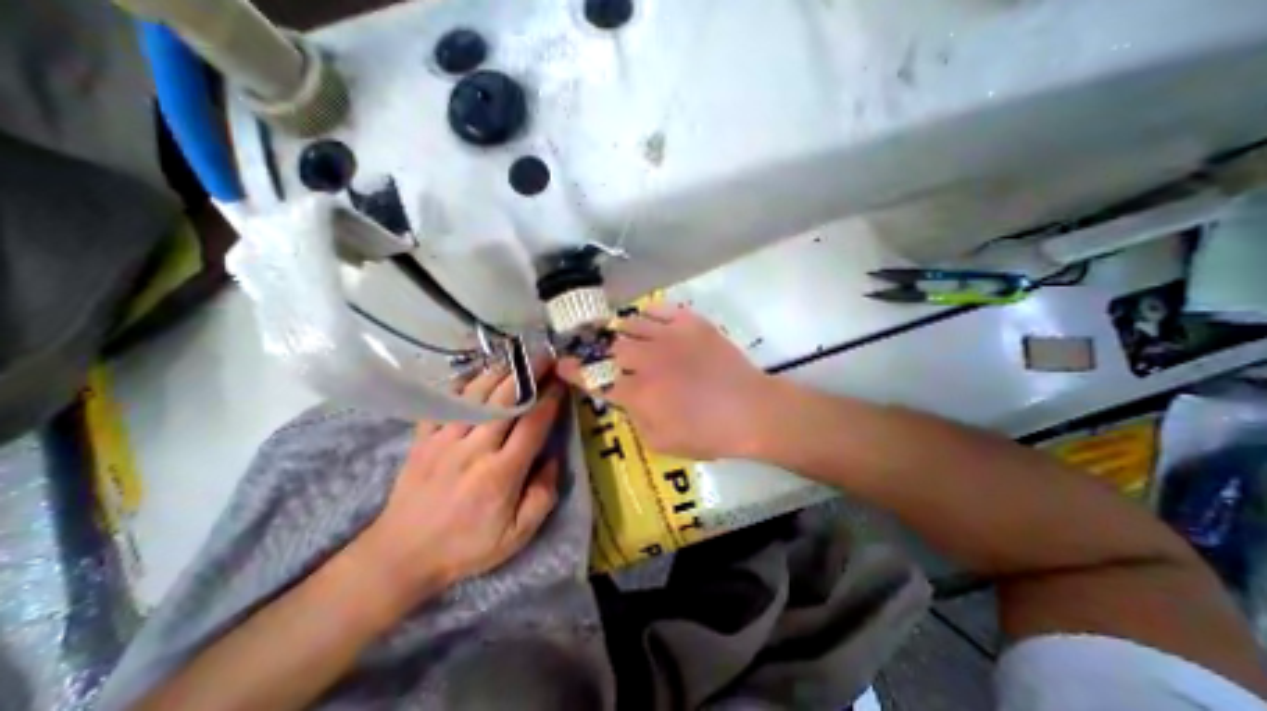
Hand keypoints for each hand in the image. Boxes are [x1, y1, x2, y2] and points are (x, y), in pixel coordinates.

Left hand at [349, 364, 560, 607]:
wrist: (401, 555)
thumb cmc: (467, 546)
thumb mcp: (517, 536)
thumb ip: (543, 496)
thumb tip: (553, 458)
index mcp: (501, 473)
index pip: (533, 424)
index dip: (550, 399)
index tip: (562, 381)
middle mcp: (474, 449)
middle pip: (505, 400)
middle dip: (529, 374)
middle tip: (545, 356)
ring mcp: (444, 440)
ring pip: (476, 395)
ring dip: (499, 372)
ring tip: (517, 358)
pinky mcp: (423, 438)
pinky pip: (443, 401)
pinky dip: (462, 383)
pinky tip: (477, 374)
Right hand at [563, 306, 777, 461]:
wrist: (751, 411)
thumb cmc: (708, 434)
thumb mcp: (661, 442)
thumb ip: (635, 419)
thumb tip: (626, 399)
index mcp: (638, 391)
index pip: (596, 378)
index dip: (575, 371)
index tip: (563, 364)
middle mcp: (648, 359)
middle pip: (613, 347)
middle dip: (606, 352)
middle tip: (611, 355)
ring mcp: (670, 336)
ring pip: (633, 324)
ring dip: (625, 331)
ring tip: (628, 337)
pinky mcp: (691, 324)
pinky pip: (661, 309)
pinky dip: (650, 314)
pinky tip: (651, 321)